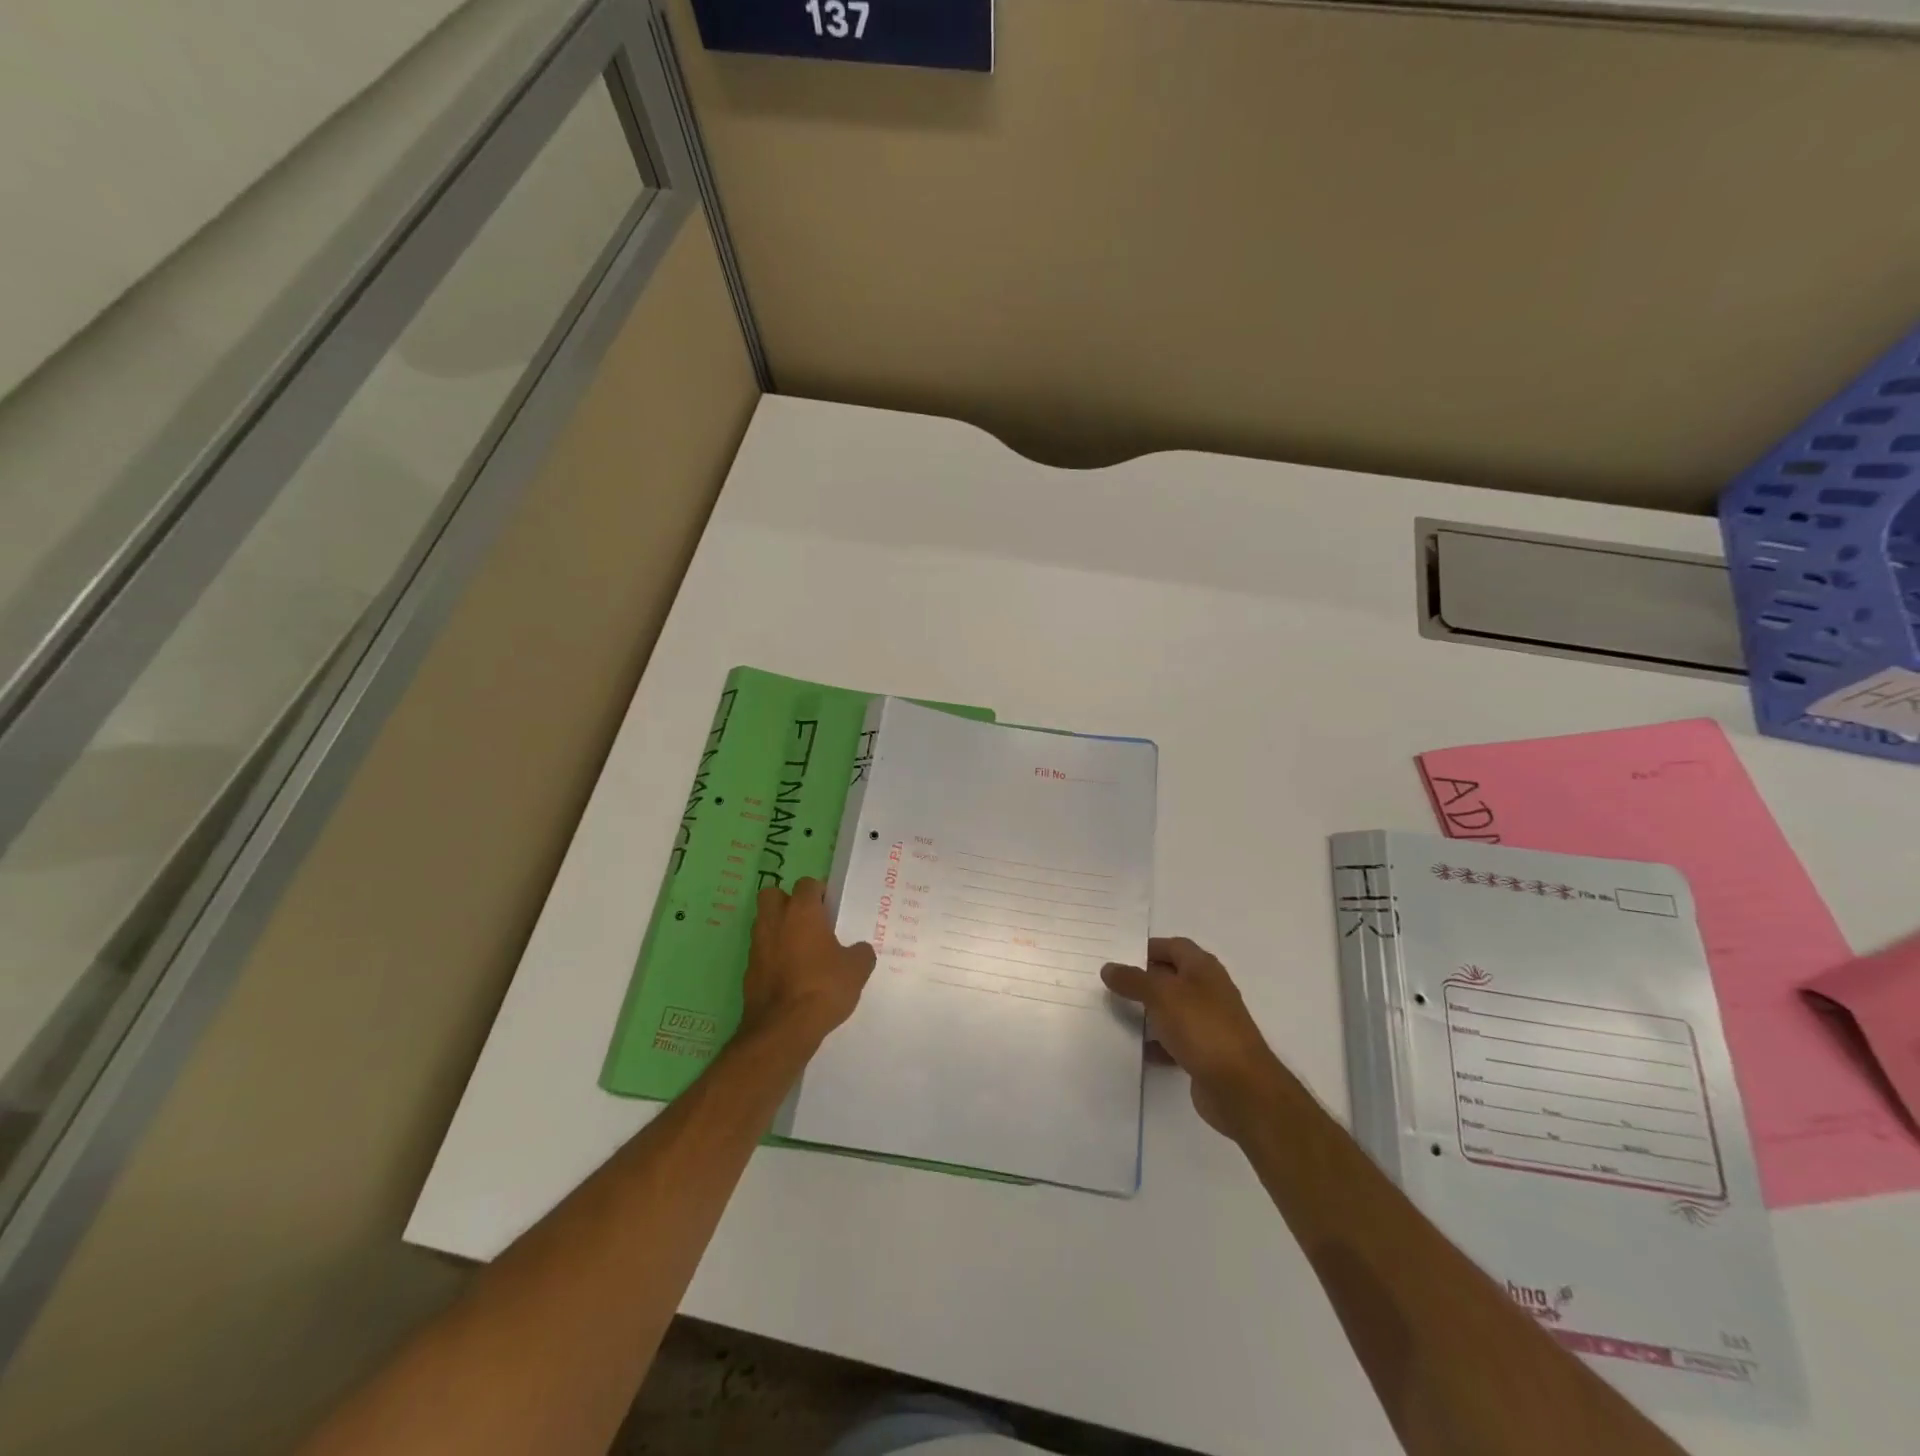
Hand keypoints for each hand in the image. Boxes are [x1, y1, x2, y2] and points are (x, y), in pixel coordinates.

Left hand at [739, 878, 875, 1051]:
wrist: (783, 1028)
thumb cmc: (823, 987)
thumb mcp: (856, 969)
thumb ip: (860, 953)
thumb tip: (858, 950)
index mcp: (802, 911)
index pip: (807, 884)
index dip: (819, 893)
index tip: (831, 909)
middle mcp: (774, 921)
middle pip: (773, 895)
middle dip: (787, 902)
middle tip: (808, 921)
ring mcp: (757, 945)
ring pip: (764, 923)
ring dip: (778, 929)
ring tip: (800, 949)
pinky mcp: (748, 970)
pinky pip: (761, 952)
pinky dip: (772, 956)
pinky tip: (790, 974)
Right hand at [1102, 937, 1284, 1140]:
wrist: (1240, 1088)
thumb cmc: (1202, 1028)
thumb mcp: (1161, 995)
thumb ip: (1133, 980)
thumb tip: (1109, 968)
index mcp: (1203, 968)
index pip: (1173, 946)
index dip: (1148, 948)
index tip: (1118, 957)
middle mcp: (1208, 991)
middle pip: (1171, 977)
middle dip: (1143, 980)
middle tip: (1110, 984)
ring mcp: (1209, 1023)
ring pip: (1172, 1010)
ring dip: (1148, 1012)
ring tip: (1115, 1014)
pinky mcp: (1206, 1053)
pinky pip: (1175, 1041)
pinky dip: (1157, 1044)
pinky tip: (1137, 1049)